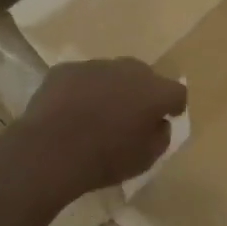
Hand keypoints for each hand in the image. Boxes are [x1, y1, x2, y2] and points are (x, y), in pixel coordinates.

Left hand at [7, 58, 186, 202]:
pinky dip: (81, 90)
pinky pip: (81, 77)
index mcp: (153, 91)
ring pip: (111, 74)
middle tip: (131, 115)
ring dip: (110, 89)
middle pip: (144, 76)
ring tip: (96, 114)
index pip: (176, 92)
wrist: (50, 151)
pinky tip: (70, 112)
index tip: (168, 116)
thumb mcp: (144, 160)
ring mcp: (95, 65)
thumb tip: (159, 123)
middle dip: (141, 92)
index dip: (174, 105)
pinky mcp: (66, 69)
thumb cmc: (104, 159)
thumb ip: (160, 137)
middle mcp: (128, 70)